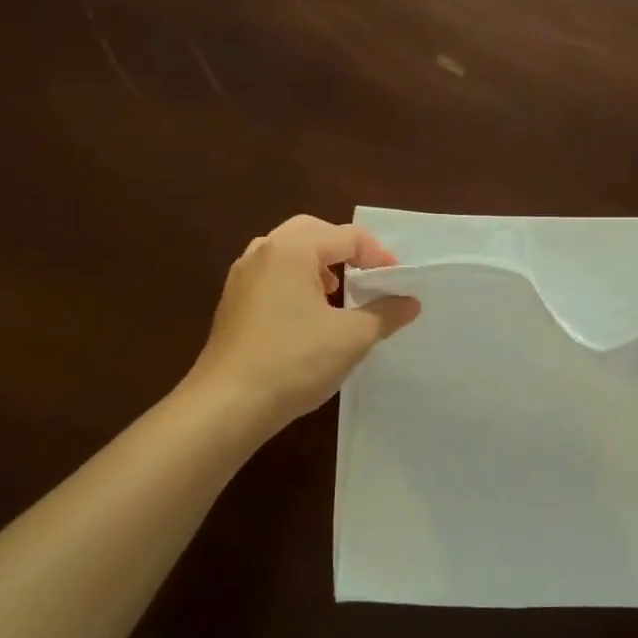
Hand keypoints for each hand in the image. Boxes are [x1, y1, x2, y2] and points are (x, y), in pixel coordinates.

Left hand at [191, 215, 420, 430]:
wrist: (227, 405)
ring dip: (318, 263)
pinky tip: (308, 315)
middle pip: (313, 232)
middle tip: (367, 275)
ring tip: (338, 293)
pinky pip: (272, 274)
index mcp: (291, 249)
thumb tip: (410, 302)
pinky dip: (296, 280)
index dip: (379, 255)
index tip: (398, 283)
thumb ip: (385, 313)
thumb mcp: (352, 337)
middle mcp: (262, 252)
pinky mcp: (233, 302)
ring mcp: (242, 277)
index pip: (347, 236)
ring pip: (288, 251)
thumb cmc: (294, 361)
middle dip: (345, 249)